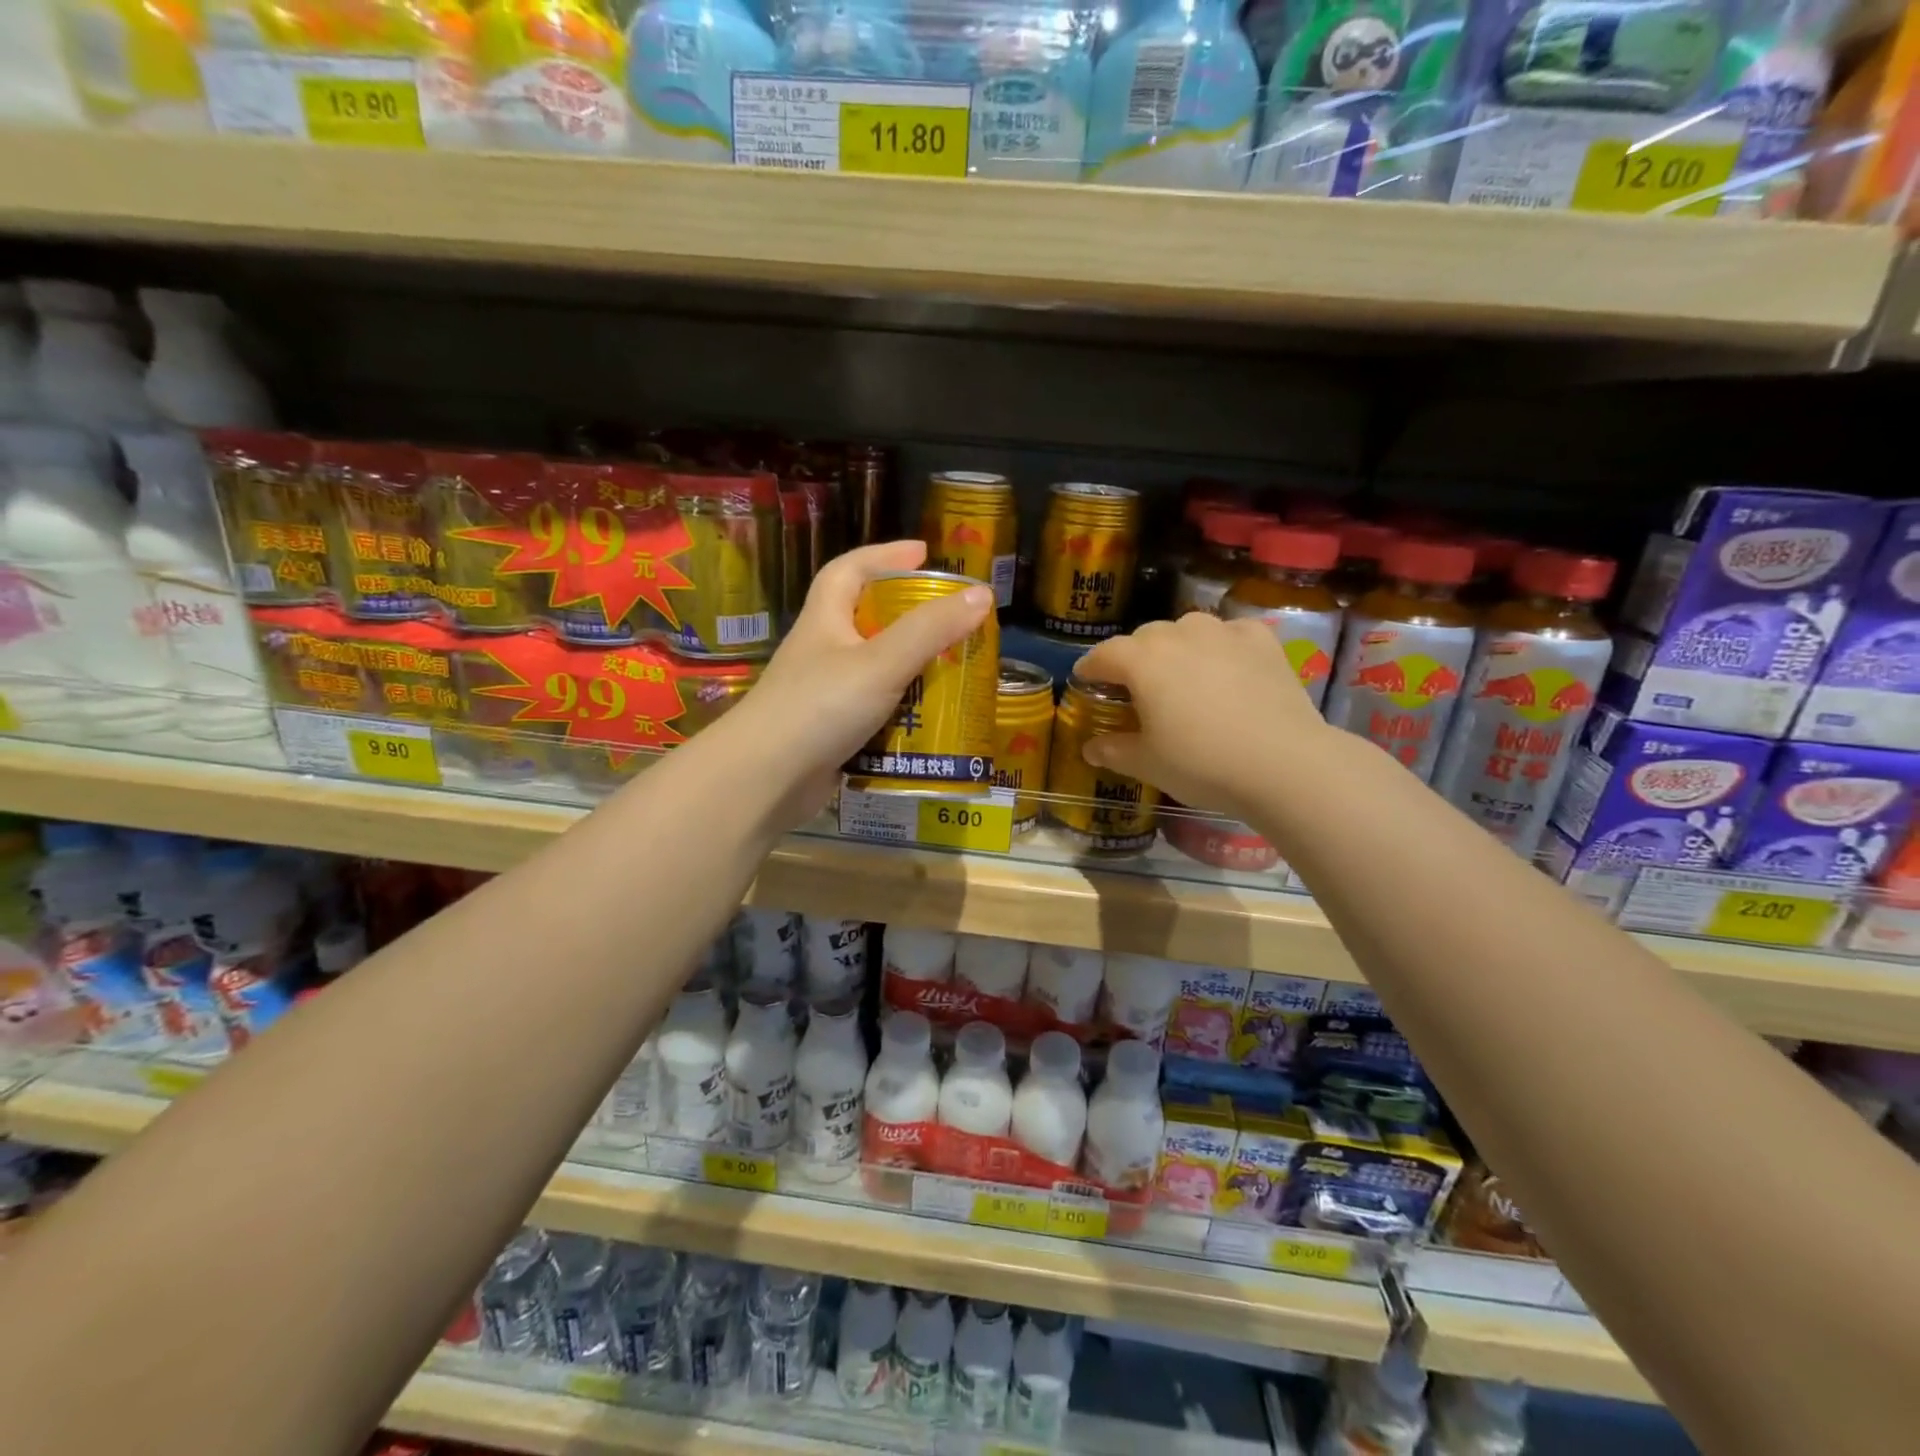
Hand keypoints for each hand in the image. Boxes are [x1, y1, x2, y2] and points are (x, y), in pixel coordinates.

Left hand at [714, 540, 992, 828]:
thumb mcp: (882, 662)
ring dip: (911, 671)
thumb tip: (982, 594)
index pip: (850, 570)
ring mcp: (824, 695)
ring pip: (875, 672)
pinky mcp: (831, 733)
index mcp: (825, 621)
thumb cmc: (820, 707)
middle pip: (866, 620)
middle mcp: (822, 652)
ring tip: (953, 674)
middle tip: (952, 622)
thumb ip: (931, 629)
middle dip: (909, 617)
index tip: (924, 553)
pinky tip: (930, 724)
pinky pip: (875, 714)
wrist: (765, 780)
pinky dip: (902, 715)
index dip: (885, 554)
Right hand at [1074, 612, 1334, 819]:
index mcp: (1142, 660)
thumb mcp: (1148, 764)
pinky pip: (1229, 634)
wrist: (1283, 763)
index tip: (1085, 680)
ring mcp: (1223, 633)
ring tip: (1182, 675)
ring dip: (1176, 647)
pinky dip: (1220, 646)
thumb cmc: (1202, 763)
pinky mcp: (1261, 640)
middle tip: (1135, 687)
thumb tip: (1090, 748)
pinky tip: (1226, 667)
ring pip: (1187, 629)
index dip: (1090, 668)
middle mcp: (1178, 634)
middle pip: (1144, 638)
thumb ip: (1114, 750)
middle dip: (1133, 658)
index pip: (1104, 654)